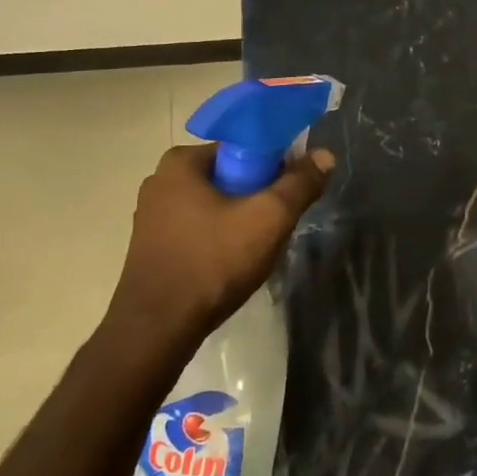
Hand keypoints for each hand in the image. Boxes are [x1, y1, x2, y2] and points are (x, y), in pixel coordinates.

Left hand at [105, 143, 333, 344]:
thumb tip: (324, 155)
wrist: (158, 328)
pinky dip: (220, 240)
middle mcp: (160, 180)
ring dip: (241, 221)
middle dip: (258, 197)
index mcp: (181, 162)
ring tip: (257, 250)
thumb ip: (300, 184)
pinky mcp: (152, 246)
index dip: (274, 165)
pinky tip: (231, 265)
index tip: (290, 194)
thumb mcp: (268, 219)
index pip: (242, 146)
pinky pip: (199, 229)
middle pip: (229, 176)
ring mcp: (152, 216)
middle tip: (277, 226)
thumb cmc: (213, 263)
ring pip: (215, 205)